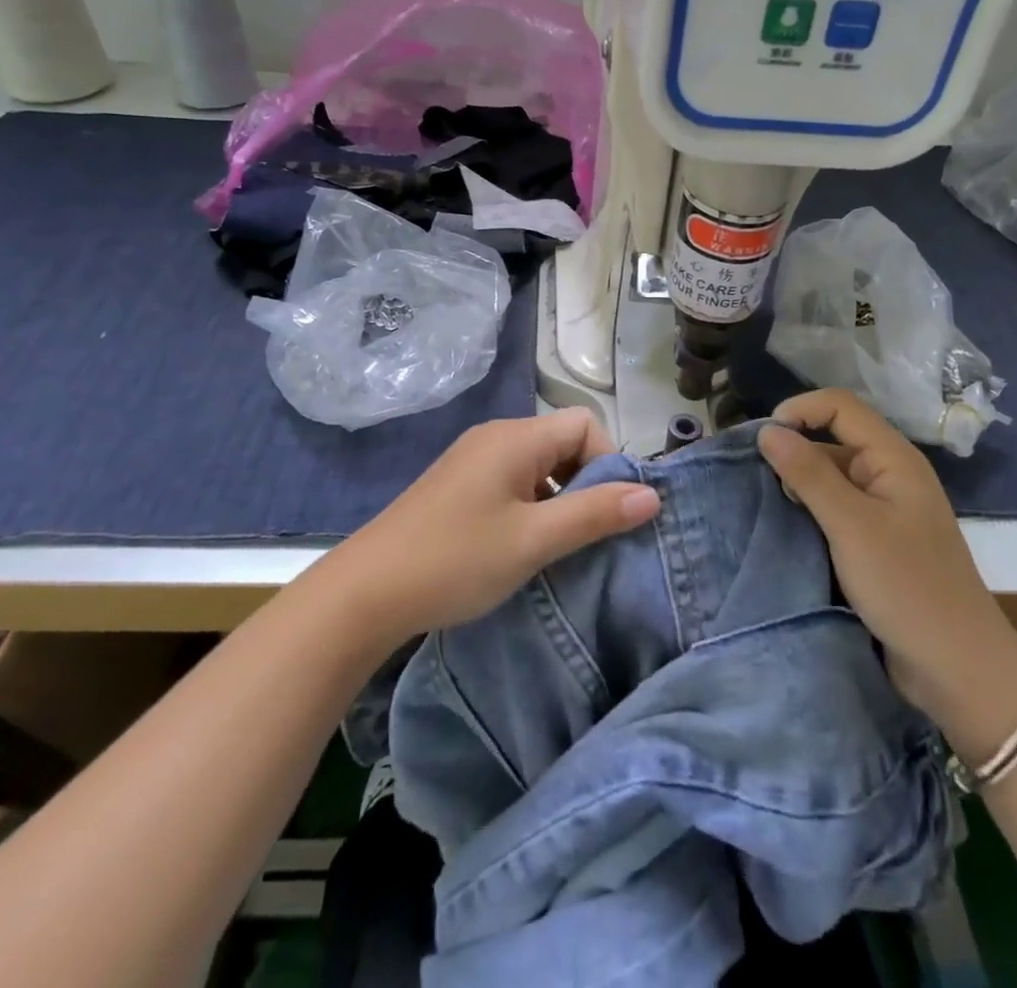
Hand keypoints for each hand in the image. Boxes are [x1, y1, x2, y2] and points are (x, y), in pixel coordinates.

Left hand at [323, 409, 658, 648]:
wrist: (364, 593)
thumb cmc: (455, 560)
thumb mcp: (534, 540)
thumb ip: (595, 513)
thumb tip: (652, 495)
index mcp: (516, 437)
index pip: (585, 423)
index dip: (607, 462)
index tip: (606, 513)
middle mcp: (496, 436)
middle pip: (564, 441)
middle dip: (586, 482)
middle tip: (585, 534)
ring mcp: (473, 459)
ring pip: (539, 464)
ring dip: (559, 498)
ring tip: (556, 546)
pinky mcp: (459, 485)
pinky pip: (513, 481)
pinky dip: (532, 505)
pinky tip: (522, 546)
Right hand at [759, 390, 1016, 746]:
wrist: (957, 669)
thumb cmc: (907, 587)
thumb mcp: (851, 526)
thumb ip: (808, 474)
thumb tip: (767, 430)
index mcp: (893, 458)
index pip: (840, 406)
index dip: (799, 411)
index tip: (761, 440)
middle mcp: (888, 475)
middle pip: (833, 437)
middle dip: (793, 448)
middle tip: (753, 476)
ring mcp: (883, 510)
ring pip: (831, 476)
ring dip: (798, 482)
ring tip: (762, 501)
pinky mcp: (875, 541)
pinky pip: (835, 509)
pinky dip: (809, 510)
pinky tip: (785, 525)